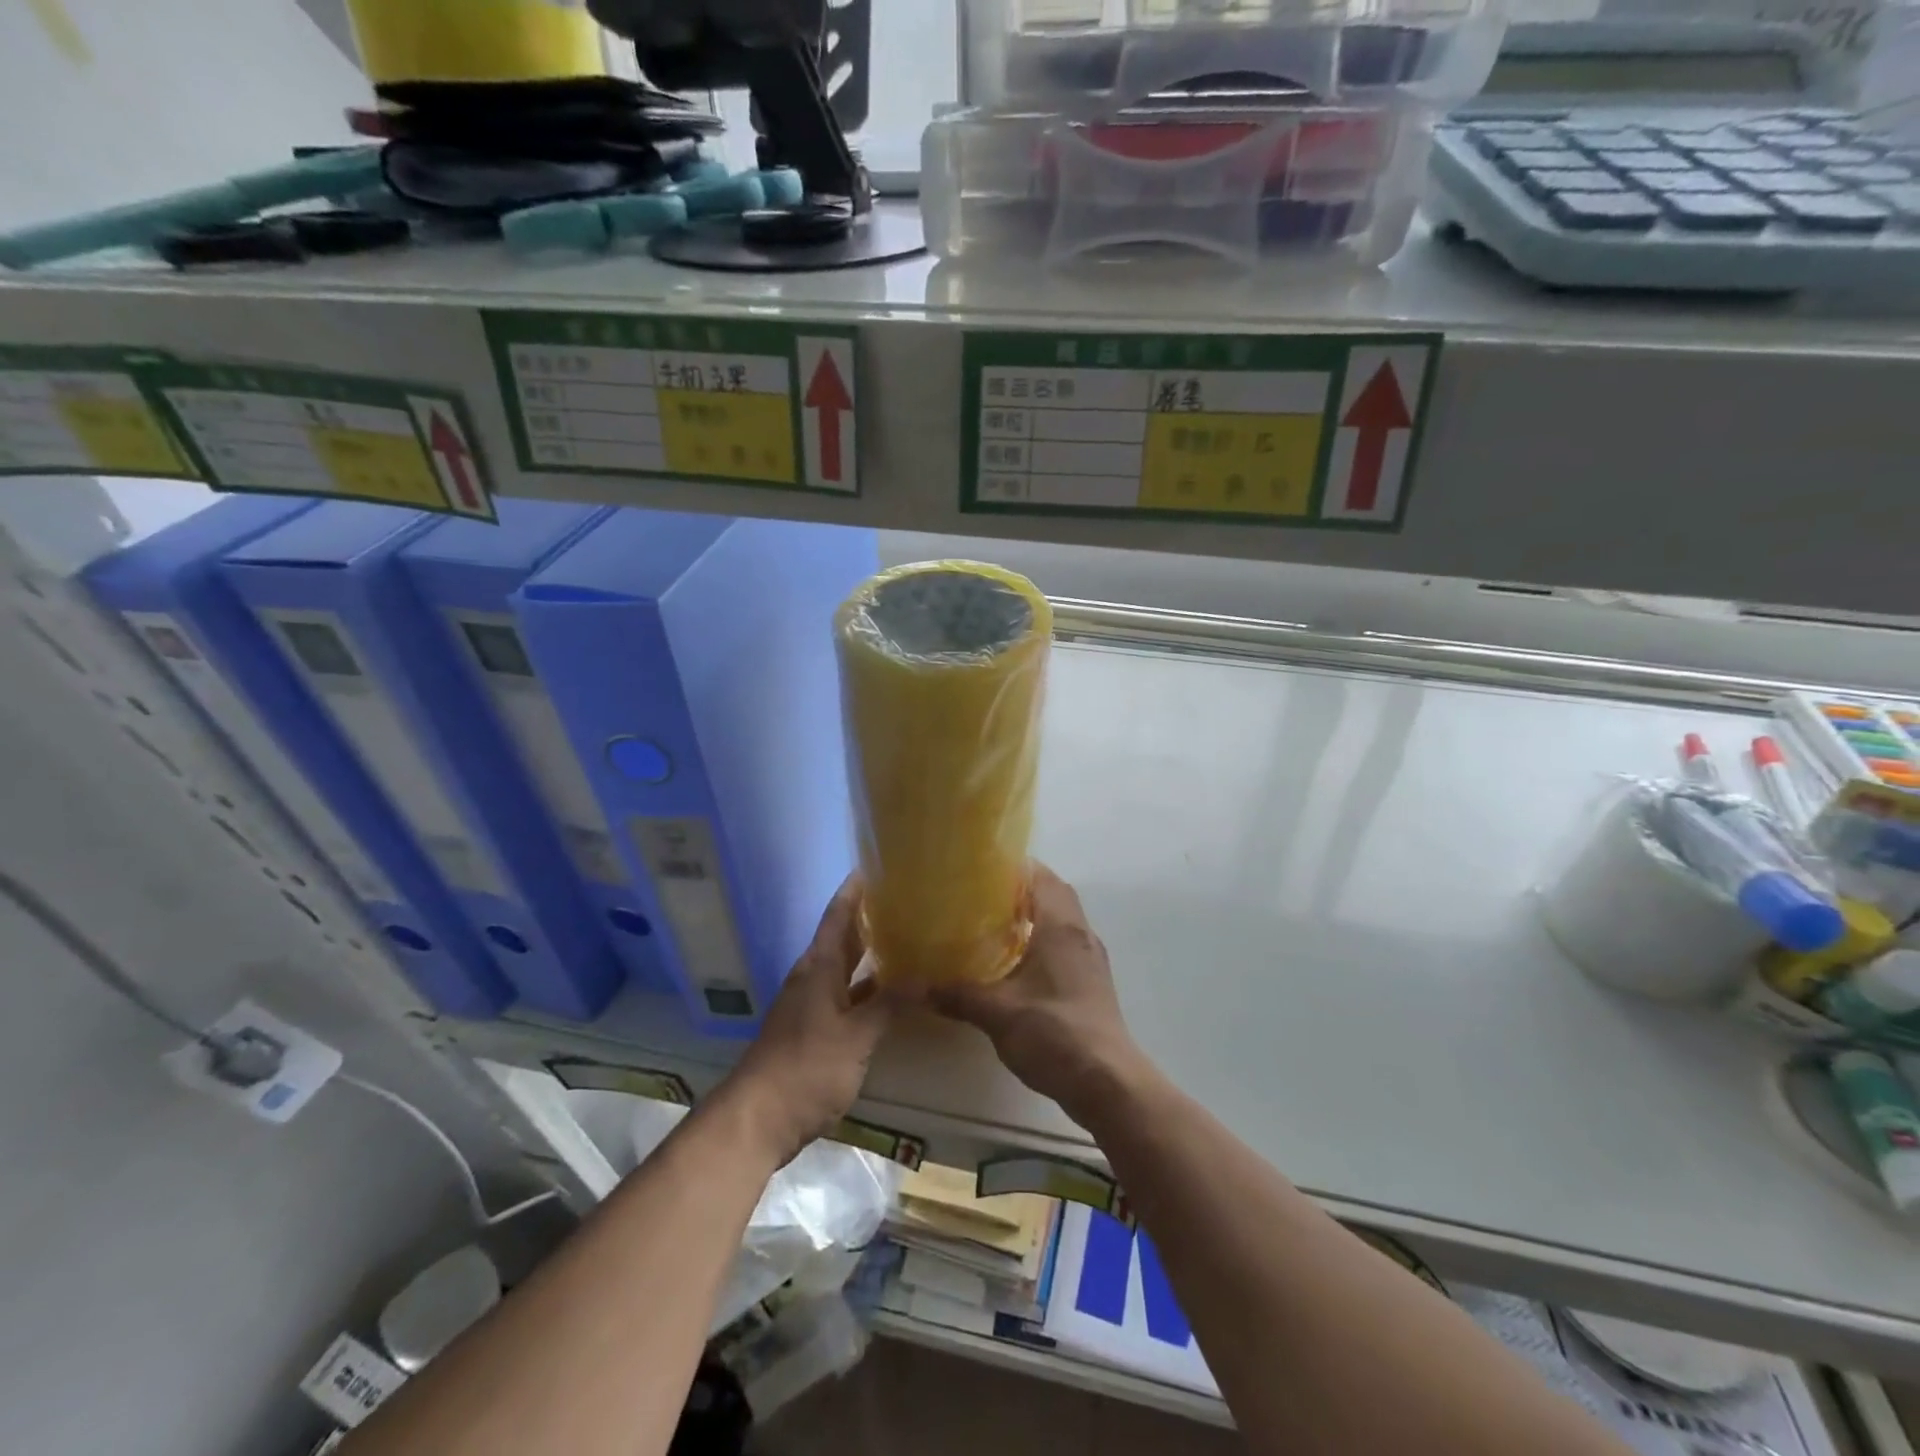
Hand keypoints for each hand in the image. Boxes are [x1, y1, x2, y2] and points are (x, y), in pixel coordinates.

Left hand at [724, 877, 890, 1163]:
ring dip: (873, 955)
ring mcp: (814, 1005)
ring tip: (910, 938)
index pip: (839, 915)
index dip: (855, 889)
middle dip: (871, 918)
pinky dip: (870, 990)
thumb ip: (889, 1004)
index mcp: (819, 967)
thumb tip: (925, 975)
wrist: (759, 1119)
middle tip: (908, 900)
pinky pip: (848, 997)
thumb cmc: (806, 1068)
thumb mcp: (855, 1037)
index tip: (878, 865)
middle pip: (844, 938)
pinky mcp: (817, 1031)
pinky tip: (894, 992)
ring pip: (847, 969)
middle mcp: (814, 978)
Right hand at [930, 864, 1149, 1124]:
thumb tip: (909, 986)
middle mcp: (1080, 933)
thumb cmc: (1054, 1032)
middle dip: (1019, 888)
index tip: (979, 867)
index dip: (1012, 866)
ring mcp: (1090, 959)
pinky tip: (1014, 963)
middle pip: (1052, 893)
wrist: (1107, 1082)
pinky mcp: (1091, 982)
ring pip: (1060, 920)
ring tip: (991, 924)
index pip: (1040, 876)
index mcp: (1060, 926)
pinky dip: (1041, 941)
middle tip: (980, 894)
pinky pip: (1064, 944)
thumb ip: (955, 994)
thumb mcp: (997, 1012)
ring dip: (1032, 916)